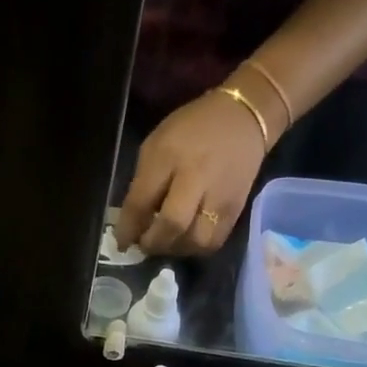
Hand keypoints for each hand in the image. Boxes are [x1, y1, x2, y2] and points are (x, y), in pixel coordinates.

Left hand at [114, 89, 268, 256]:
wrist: (244, 117)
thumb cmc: (191, 130)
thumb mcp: (157, 145)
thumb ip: (143, 183)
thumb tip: (133, 224)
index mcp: (168, 155)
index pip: (142, 201)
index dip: (128, 229)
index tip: (122, 242)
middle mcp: (196, 175)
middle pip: (172, 224)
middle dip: (153, 243)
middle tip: (145, 245)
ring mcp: (219, 195)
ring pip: (195, 240)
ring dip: (176, 249)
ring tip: (167, 242)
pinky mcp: (236, 209)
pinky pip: (212, 243)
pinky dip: (195, 248)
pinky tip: (187, 240)